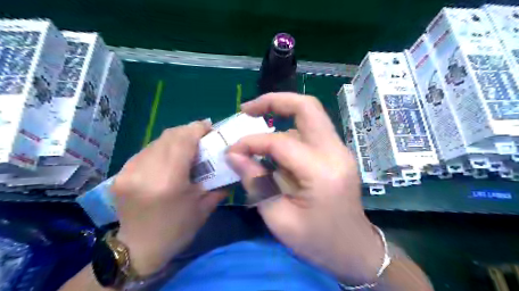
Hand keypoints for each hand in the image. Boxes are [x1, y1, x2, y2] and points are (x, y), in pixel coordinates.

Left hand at [112, 120, 227, 274]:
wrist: (138, 249)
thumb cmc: (177, 230)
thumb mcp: (204, 207)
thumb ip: (218, 182)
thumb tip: (229, 163)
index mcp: (169, 181)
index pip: (183, 140)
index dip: (197, 128)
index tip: (209, 127)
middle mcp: (146, 171)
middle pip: (169, 136)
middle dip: (188, 131)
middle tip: (201, 137)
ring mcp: (129, 171)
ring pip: (156, 141)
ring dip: (174, 139)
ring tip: (186, 147)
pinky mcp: (120, 173)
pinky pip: (146, 151)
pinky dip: (161, 149)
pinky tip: (168, 159)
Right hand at [227, 93, 384, 283]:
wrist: (354, 250)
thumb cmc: (317, 242)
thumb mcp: (279, 219)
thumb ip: (256, 183)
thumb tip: (234, 155)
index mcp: (322, 172)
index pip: (280, 142)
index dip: (251, 142)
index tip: (232, 151)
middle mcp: (335, 152)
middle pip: (307, 107)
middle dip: (274, 101)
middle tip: (247, 109)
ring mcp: (339, 150)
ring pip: (309, 117)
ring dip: (280, 118)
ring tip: (256, 132)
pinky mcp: (336, 153)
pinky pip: (310, 132)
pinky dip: (289, 132)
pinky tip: (274, 149)